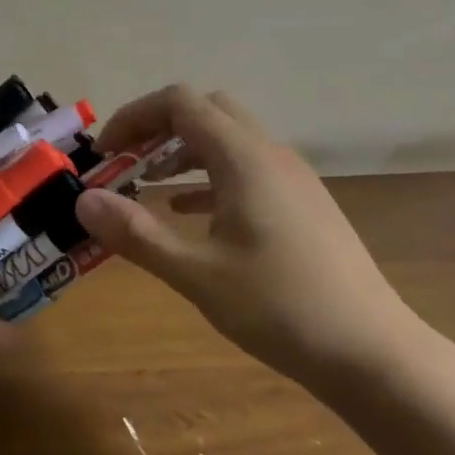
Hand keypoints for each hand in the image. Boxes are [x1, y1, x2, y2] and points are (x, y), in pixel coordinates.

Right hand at [74, 85, 424, 387]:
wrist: (371, 351)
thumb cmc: (280, 308)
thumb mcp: (197, 273)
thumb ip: (136, 233)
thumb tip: (83, 201)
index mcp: (244, 158)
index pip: (180, 103)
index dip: (134, 117)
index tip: (105, 155)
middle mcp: (270, 153)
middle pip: (206, 110)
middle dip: (158, 128)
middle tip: (126, 165)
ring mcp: (292, 177)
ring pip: (228, 138)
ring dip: (184, 151)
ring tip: (148, 186)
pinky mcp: (302, 202)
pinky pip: (247, 168)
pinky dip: (210, 176)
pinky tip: (190, 213)